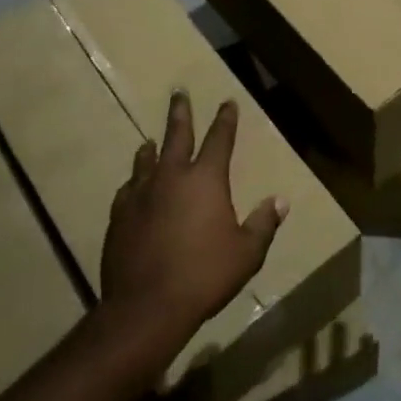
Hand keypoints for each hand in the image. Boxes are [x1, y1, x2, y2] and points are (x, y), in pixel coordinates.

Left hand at [100, 91, 286, 349]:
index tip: (227, 102)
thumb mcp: (246, 253)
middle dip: (180, 113)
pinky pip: (128, 189)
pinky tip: (133, 186)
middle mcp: (171, 177)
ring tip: (151, 141)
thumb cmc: (204, 276)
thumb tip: (280, 201)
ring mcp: (141, 194)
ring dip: (152, 147)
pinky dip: (134, 182)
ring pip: (146, 160)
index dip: (225, 119)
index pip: (219, 139)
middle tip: (178, 93)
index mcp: (205, 180)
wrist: (146, 306)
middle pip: (176, 135)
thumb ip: (264, 224)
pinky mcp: (119, 216)